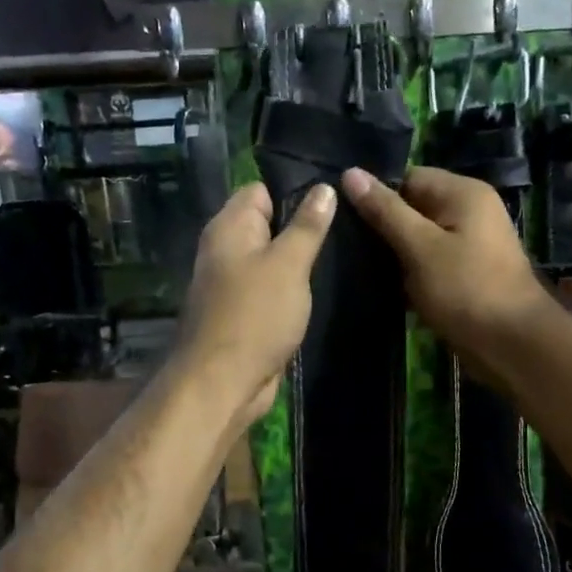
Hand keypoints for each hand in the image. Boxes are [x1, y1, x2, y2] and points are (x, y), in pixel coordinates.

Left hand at [174, 181, 336, 428]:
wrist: (223, 383)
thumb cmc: (255, 316)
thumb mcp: (288, 265)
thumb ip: (307, 226)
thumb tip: (323, 188)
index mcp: (229, 228)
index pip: (261, 190)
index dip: (294, 191)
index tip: (334, 200)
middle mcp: (226, 250)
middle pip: (268, 225)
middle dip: (303, 228)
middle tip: (348, 229)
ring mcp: (233, 285)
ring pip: (272, 261)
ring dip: (300, 263)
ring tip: (344, 257)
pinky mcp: (244, 314)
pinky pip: (271, 291)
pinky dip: (291, 291)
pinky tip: (321, 292)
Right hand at [341, 166, 553, 387]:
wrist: (512, 345)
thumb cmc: (466, 289)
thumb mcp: (420, 247)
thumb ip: (385, 211)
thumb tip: (350, 173)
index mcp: (463, 194)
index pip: (409, 178)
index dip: (378, 196)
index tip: (345, 218)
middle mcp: (470, 212)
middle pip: (414, 209)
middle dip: (384, 228)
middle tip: (346, 245)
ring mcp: (471, 245)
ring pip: (420, 240)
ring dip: (395, 256)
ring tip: (358, 268)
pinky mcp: (467, 275)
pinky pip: (430, 265)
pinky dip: (411, 276)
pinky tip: (385, 290)